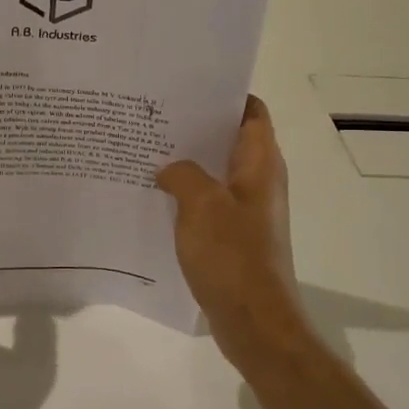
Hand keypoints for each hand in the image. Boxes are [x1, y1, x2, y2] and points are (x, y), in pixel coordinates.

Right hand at [156, 96, 315, 375]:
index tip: (188, 85)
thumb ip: (183, 174)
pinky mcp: (234, 236)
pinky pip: (208, 203)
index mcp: (261, 164)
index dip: (226, 94)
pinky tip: (155, 195)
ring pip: (215, 172)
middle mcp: (258, 182)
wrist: (254, 322)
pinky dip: (186, 194)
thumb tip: (170, 169)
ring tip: (147, 150)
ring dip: (188, 162)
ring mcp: (247, 211)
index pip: (251, 112)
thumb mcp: (201, 205)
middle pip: (229, 139)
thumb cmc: (233, 256)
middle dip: (196, 126)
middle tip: (154, 115)